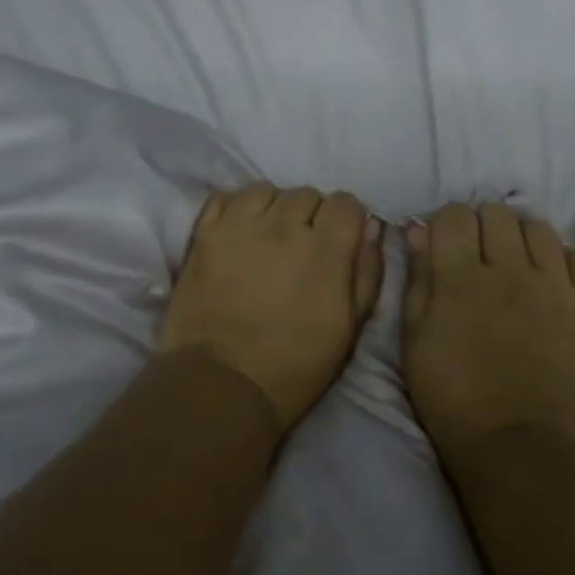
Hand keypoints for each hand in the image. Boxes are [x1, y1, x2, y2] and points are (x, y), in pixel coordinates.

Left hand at [161, 183, 383, 435]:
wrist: (222, 384)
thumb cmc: (296, 364)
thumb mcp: (350, 327)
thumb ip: (367, 272)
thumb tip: (371, 229)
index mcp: (324, 250)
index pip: (346, 203)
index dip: (348, 220)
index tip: (341, 242)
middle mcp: (283, 227)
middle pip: (307, 194)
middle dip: (312, 215)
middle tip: (304, 246)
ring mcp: (239, 228)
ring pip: (266, 190)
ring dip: (274, 208)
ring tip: (269, 235)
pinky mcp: (204, 236)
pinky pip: (225, 198)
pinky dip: (237, 208)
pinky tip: (240, 232)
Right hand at [402, 202, 574, 460]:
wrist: (519, 443)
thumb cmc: (453, 398)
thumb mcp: (415, 342)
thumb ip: (418, 280)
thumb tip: (418, 229)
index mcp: (461, 278)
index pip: (455, 215)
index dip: (445, 224)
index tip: (444, 246)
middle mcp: (509, 269)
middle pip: (498, 212)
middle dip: (482, 227)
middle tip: (477, 258)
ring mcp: (553, 285)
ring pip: (539, 227)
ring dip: (521, 238)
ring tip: (515, 265)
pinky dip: (564, 260)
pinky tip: (550, 279)